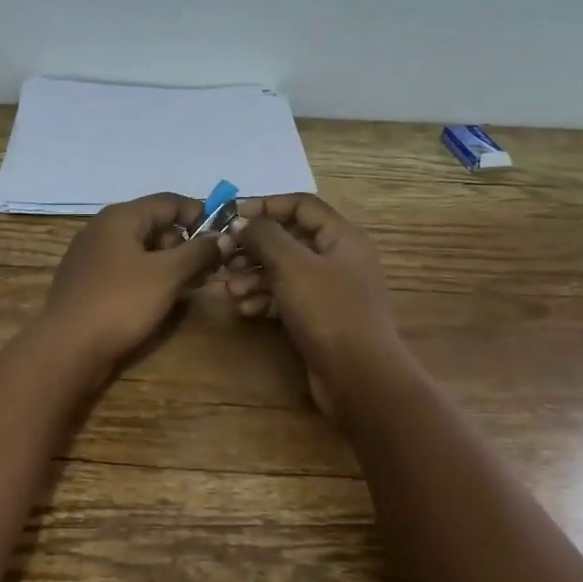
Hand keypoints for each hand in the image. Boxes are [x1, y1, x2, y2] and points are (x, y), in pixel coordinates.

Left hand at [40, 193, 223, 374]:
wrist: (68, 348)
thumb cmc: (120, 303)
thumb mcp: (167, 275)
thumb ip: (198, 251)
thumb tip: (221, 237)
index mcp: (121, 217)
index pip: (170, 201)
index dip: (200, 215)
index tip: (224, 239)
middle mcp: (103, 228)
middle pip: (155, 224)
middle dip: (185, 244)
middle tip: (208, 271)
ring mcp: (91, 256)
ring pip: (141, 249)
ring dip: (169, 264)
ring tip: (190, 287)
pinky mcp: (87, 282)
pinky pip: (126, 269)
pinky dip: (148, 277)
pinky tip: (160, 299)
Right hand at [220, 194, 400, 414]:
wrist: (358, 377)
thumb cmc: (328, 311)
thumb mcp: (292, 265)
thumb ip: (264, 236)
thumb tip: (242, 221)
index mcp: (341, 237)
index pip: (301, 205)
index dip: (265, 205)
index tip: (231, 216)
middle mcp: (338, 258)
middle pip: (288, 239)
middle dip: (253, 247)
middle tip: (225, 257)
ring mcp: (329, 290)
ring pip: (284, 270)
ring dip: (254, 276)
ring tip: (231, 291)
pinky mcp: (319, 317)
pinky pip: (286, 297)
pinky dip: (264, 298)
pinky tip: (245, 309)